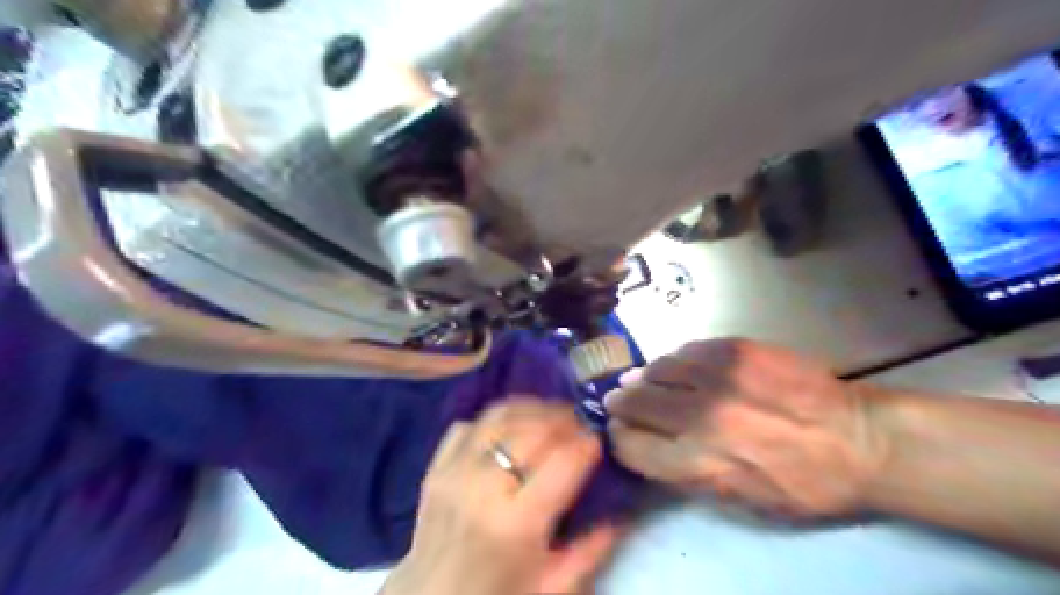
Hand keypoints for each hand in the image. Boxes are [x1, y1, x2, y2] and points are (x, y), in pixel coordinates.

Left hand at [389, 400, 621, 593]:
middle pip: (531, 430)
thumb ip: (590, 551)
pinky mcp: (435, 466)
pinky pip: (469, 424)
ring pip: (500, 417)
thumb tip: (620, 514)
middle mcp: (483, 488)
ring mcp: (454, 472)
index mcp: (517, 523)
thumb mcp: (551, 587)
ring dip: (532, 409)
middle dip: (563, 419)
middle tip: (578, 423)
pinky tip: (511, 427)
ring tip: (550, 416)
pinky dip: (494, 419)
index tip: (597, 440)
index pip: (562, 462)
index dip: (585, 443)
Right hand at [605, 341, 888, 517]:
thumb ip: (686, 476)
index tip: (620, 432)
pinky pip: (686, 350)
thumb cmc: (802, 484)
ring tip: (645, 381)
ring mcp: (719, 376)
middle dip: (622, 403)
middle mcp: (702, 417)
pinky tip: (678, 367)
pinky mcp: (736, 348)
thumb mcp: (741, 502)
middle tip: (620, 401)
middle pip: (635, 402)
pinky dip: (675, 361)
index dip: (619, 438)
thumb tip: (647, 446)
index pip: (630, 445)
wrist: (860, 439)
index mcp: (702, 463)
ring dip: (646, 378)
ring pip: (656, 370)